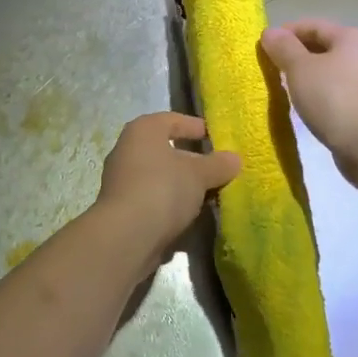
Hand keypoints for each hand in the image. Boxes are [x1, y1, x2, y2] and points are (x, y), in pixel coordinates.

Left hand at [96, 112, 241, 262]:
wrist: (126, 236)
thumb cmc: (163, 189)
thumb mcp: (199, 174)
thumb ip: (218, 165)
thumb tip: (235, 158)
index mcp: (143, 131)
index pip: (172, 120)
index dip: (195, 127)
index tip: (215, 137)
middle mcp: (128, 150)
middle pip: (166, 150)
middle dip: (192, 160)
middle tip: (217, 169)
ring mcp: (122, 180)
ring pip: (160, 176)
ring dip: (183, 185)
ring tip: (210, 194)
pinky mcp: (123, 208)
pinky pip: (154, 198)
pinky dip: (171, 203)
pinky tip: (191, 215)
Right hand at [260, 19, 357, 179]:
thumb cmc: (333, 99)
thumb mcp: (300, 69)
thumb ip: (283, 47)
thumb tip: (270, 32)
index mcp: (353, 37)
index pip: (313, 25)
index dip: (286, 32)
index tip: (264, 47)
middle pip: (325, 46)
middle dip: (297, 54)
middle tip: (273, 68)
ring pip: (333, 69)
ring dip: (310, 75)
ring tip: (288, 87)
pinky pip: (340, 90)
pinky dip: (322, 92)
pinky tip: (309, 105)